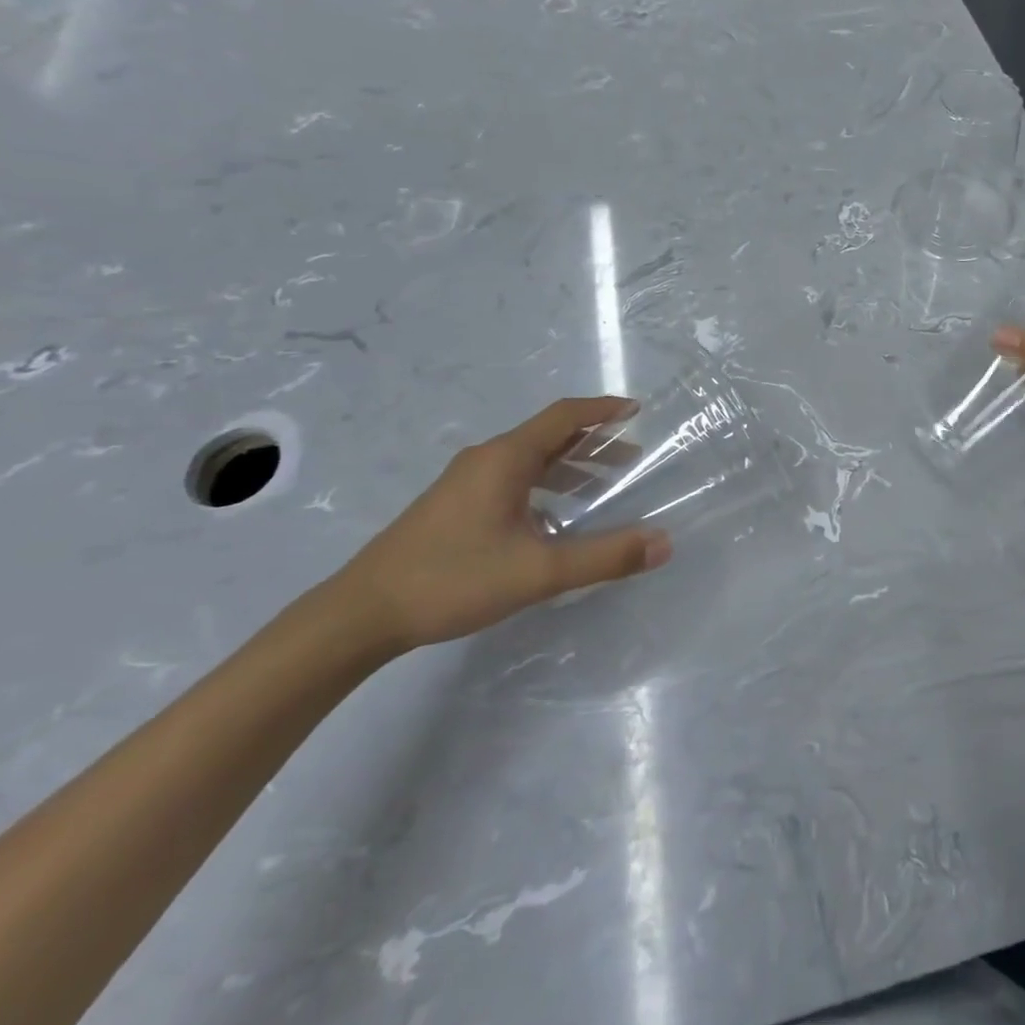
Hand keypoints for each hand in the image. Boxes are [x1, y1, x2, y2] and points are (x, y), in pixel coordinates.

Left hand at [331, 398, 670, 654]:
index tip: (637, 411)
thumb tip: (664, 542)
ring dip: (569, 466)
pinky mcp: (454, 505)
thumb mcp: (539, 571)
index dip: (603, 410)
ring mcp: (466, 482)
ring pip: (530, 460)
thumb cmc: (453, 579)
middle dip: (593, 442)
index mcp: (506, 458)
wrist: (360, 614)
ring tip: (602, 486)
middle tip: (631, 456)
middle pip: (549, 435)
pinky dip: (545, 486)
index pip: (565, 416)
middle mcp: (487, 459)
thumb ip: (605, 557)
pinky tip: (554, 520)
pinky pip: (512, 479)